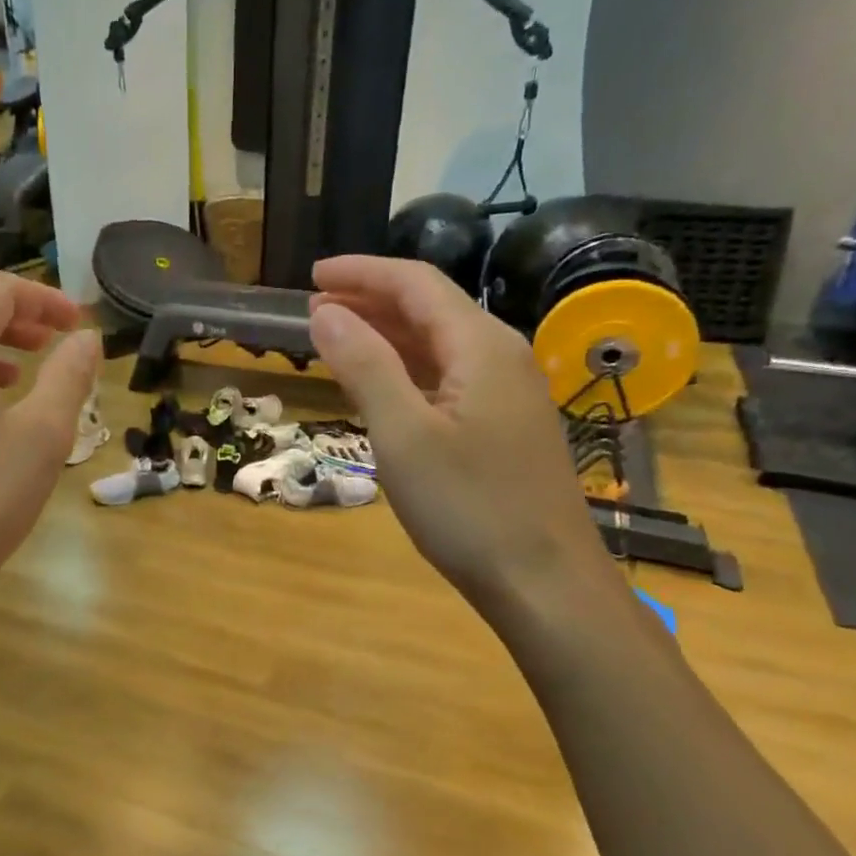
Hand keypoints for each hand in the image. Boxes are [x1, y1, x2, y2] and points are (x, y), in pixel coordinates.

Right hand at [309, 256, 612, 619]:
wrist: (544, 581)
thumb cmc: (468, 507)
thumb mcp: (403, 435)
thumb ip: (364, 366)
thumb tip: (325, 314)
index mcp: (481, 346)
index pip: (416, 284)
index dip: (362, 273)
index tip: (312, 276)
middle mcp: (501, 357)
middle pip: (431, 309)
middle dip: (371, 301)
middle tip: (315, 309)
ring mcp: (508, 394)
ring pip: (440, 345)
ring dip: (388, 336)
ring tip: (337, 339)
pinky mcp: (506, 428)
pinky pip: (449, 379)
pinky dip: (408, 371)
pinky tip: (384, 386)